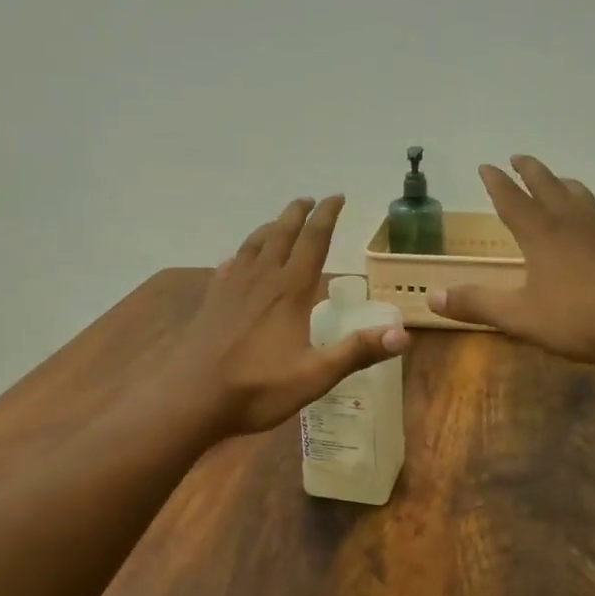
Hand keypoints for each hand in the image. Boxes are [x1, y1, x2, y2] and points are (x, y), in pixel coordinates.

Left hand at [166, 196, 409, 437]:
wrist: (190, 399)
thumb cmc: (256, 389)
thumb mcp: (315, 376)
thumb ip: (357, 352)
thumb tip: (404, 335)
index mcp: (289, 291)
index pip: (313, 241)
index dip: (327, 216)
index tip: (337, 197)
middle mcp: (261, 279)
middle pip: (281, 233)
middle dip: (297, 213)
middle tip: (310, 199)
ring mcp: (231, 287)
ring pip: (253, 244)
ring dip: (270, 227)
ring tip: (279, 222)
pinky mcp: (211, 301)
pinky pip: (229, 265)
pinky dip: (242, 254)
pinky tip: (239, 261)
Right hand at [428, 156, 594, 366]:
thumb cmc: (579, 319)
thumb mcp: (519, 316)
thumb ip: (476, 304)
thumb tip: (432, 296)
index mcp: (541, 234)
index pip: (512, 200)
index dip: (496, 182)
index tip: (485, 165)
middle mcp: (572, 224)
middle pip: (549, 186)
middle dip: (531, 170)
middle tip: (519, 157)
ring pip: (581, 196)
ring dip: (564, 183)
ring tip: (558, 180)